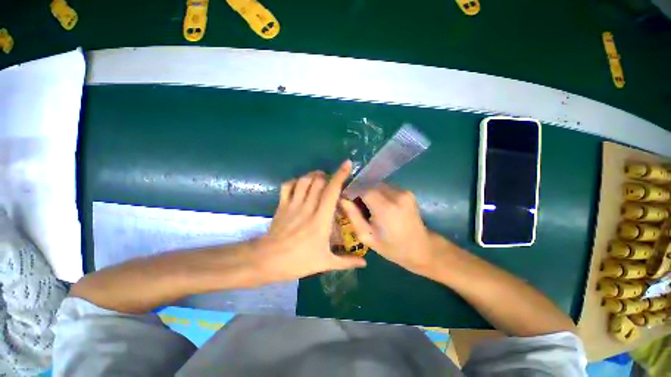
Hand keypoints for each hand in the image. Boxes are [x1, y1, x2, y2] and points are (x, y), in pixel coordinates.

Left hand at [255, 160, 366, 282]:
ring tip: (320, 179)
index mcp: (321, 219)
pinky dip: (295, 181)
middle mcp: (307, 207)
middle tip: (332, 181)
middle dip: (327, 175)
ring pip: (304, 180)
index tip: (347, 164)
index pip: (332, 191)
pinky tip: (301, 185)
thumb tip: (365, 264)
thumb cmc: (298, 261)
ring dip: (313, 175)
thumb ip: (346, 261)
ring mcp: (293, 204)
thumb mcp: (325, 263)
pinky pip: (288, 185)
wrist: (267, 260)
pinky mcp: (282, 204)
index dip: (340, 175)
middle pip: (318, 181)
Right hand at [340, 183, 437, 276]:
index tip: (347, 199)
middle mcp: (396, 195)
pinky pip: (387, 187)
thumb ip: (353, 216)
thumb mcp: (367, 236)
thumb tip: (341, 199)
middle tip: (356, 205)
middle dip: (360, 191)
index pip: (362, 188)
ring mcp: (404, 192)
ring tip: (368, 207)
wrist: (421, 249)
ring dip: (370, 192)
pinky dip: (379, 193)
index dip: (352, 191)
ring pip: (378, 185)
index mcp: (385, 208)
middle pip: (370, 184)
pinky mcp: (408, 192)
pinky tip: (380, 206)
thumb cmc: (392, 247)